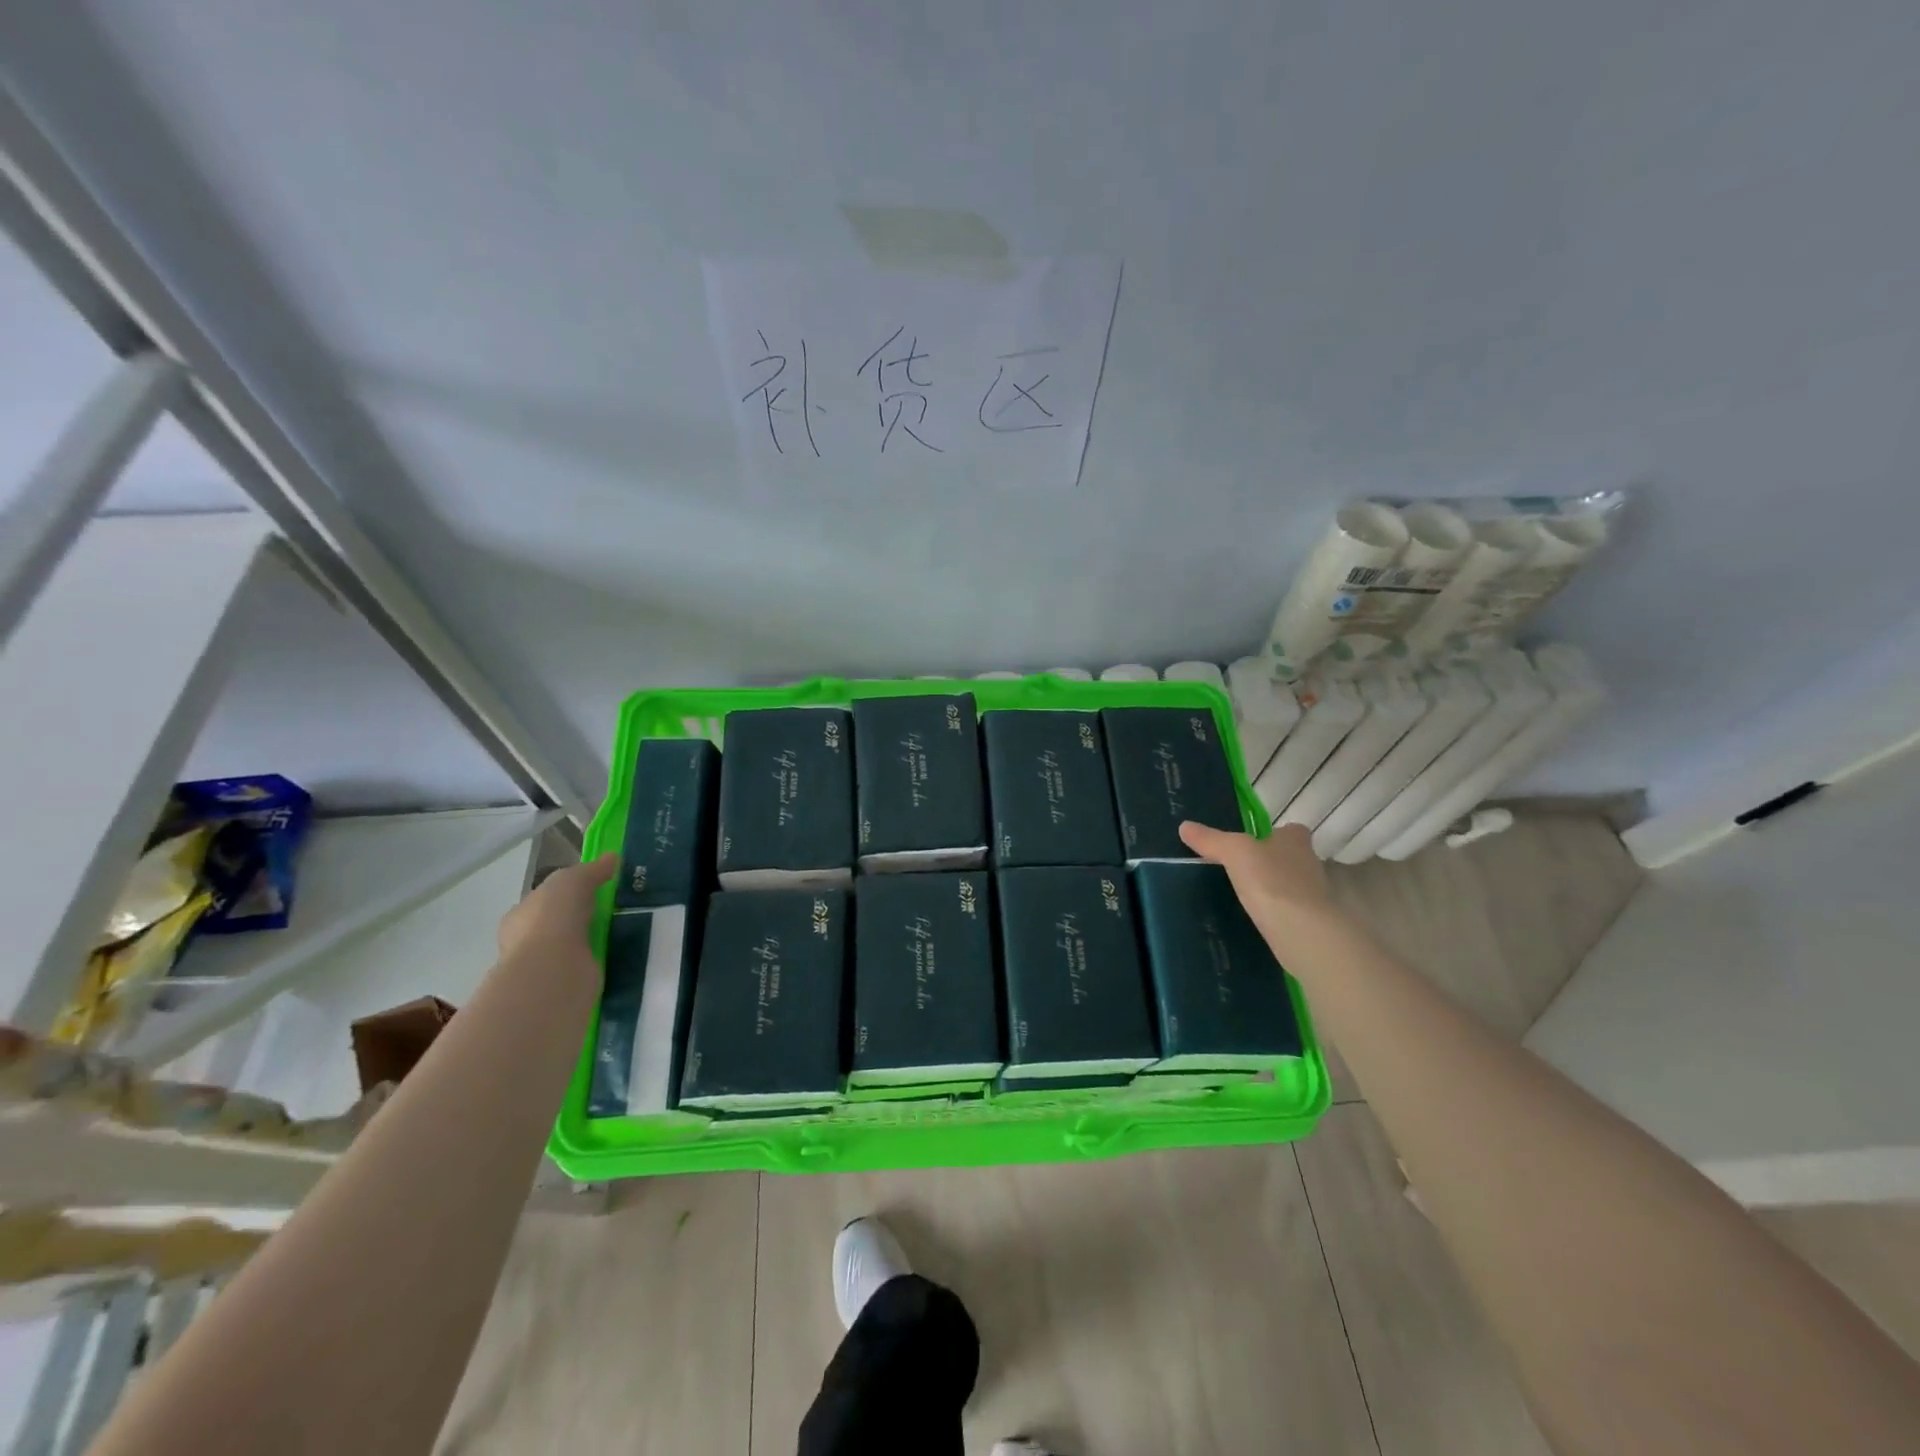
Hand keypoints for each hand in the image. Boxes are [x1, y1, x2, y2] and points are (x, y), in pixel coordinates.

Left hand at [496, 854, 616, 977]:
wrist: (552, 970)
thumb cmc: (553, 918)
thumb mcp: (574, 880)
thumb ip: (593, 869)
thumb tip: (613, 857)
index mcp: (520, 915)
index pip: (542, 900)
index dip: (565, 893)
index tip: (594, 889)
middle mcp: (526, 942)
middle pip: (557, 924)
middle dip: (580, 918)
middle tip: (612, 910)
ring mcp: (544, 966)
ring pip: (571, 947)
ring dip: (591, 941)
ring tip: (622, 931)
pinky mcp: (563, 985)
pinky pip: (584, 967)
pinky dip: (598, 961)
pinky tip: (617, 954)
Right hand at [1178, 821, 1332, 938]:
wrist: (1302, 932)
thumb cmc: (1271, 881)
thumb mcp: (1234, 852)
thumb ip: (1211, 840)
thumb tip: (1185, 826)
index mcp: (1296, 840)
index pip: (1291, 830)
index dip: (1273, 835)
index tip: (1252, 844)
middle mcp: (1310, 863)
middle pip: (1291, 858)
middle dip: (1271, 863)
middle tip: (1240, 871)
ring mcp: (1314, 895)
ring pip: (1291, 886)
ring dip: (1273, 889)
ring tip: (1243, 897)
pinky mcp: (1312, 923)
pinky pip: (1290, 912)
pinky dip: (1276, 914)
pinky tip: (1255, 920)